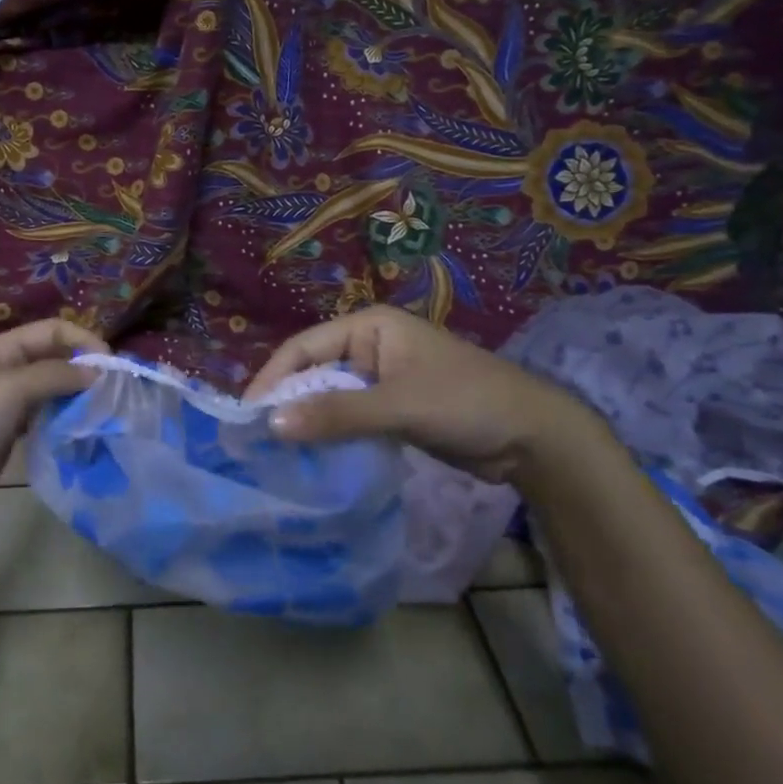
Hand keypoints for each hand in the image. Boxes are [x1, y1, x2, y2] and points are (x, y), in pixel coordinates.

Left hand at [0, 318, 108, 541]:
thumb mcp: (10, 391)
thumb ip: (54, 374)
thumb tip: (97, 374)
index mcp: (0, 351)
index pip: (52, 330)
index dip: (82, 341)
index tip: (110, 367)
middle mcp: (4, 370)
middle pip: (54, 356)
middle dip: (83, 367)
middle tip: (111, 391)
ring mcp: (7, 402)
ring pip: (52, 386)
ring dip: (77, 393)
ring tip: (101, 409)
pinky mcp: (11, 431)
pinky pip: (46, 413)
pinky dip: (64, 416)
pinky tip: (80, 428)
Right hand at [245, 306, 604, 483]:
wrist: (535, 438)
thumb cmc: (466, 402)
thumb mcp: (399, 405)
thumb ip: (337, 414)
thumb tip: (271, 424)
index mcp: (369, 326)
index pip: (304, 347)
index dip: (273, 378)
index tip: (247, 415)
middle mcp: (370, 346)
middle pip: (314, 371)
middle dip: (288, 402)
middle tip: (257, 439)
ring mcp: (381, 379)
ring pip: (329, 397)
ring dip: (308, 421)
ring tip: (276, 452)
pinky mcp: (392, 409)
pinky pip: (349, 417)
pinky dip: (331, 434)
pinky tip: (313, 457)